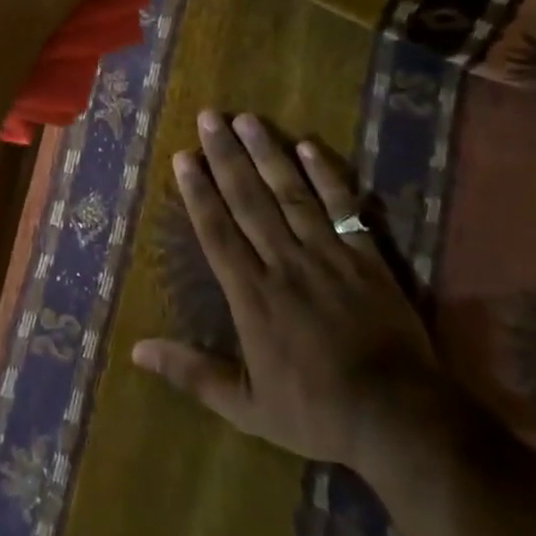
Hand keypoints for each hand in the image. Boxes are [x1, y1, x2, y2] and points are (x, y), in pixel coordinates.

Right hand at [133, 111, 446, 474]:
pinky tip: (308, 146)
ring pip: (290, 193)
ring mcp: (327, 255)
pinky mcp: (365, 256)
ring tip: (247, 119)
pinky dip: (325, 176)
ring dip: (267, 153)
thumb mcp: (246, 407)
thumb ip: (192, 373)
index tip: (184, 157)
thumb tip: (137, 349)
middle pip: (249, 200)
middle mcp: (284, 263)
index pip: (217, 232)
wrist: (398, 418)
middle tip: (209, 117)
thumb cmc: (316, 412)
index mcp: (252, 295)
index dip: (199, 192)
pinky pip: (341, 208)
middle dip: (226, 156)